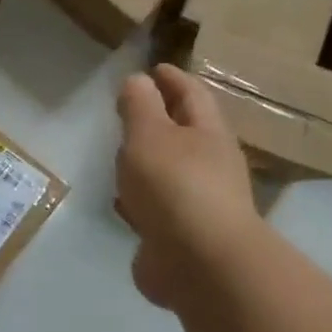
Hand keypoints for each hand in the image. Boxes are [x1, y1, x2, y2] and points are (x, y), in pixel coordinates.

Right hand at [115, 64, 258, 309]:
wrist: (200, 264)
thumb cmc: (175, 186)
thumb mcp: (149, 135)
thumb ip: (139, 106)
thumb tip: (138, 80)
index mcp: (208, 133)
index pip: (191, 94)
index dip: (172, 78)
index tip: (153, 67)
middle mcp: (210, 165)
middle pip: (185, 133)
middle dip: (161, 119)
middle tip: (131, 109)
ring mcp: (198, 203)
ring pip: (170, 171)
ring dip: (150, 161)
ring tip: (122, 153)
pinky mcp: (181, 235)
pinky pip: (157, 207)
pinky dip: (141, 199)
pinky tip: (123, 203)